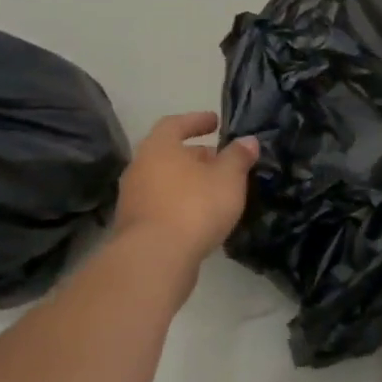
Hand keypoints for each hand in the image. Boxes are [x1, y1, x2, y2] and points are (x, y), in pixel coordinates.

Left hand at [113, 112, 258, 264]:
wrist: (154, 260)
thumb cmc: (193, 206)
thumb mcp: (228, 177)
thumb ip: (238, 156)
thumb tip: (248, 141)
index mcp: (158, 147)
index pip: (175, 124)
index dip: (196, 121)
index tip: (215, 122)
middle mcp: (140, 168)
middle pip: (169, 155)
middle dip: (196, 156)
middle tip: (221, 161)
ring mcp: (133, 200)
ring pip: (165, 182)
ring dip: (188, 183)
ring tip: (215, 191)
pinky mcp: (134, 230)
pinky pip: (161, 207)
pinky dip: (180, 206)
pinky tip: (201, 218)